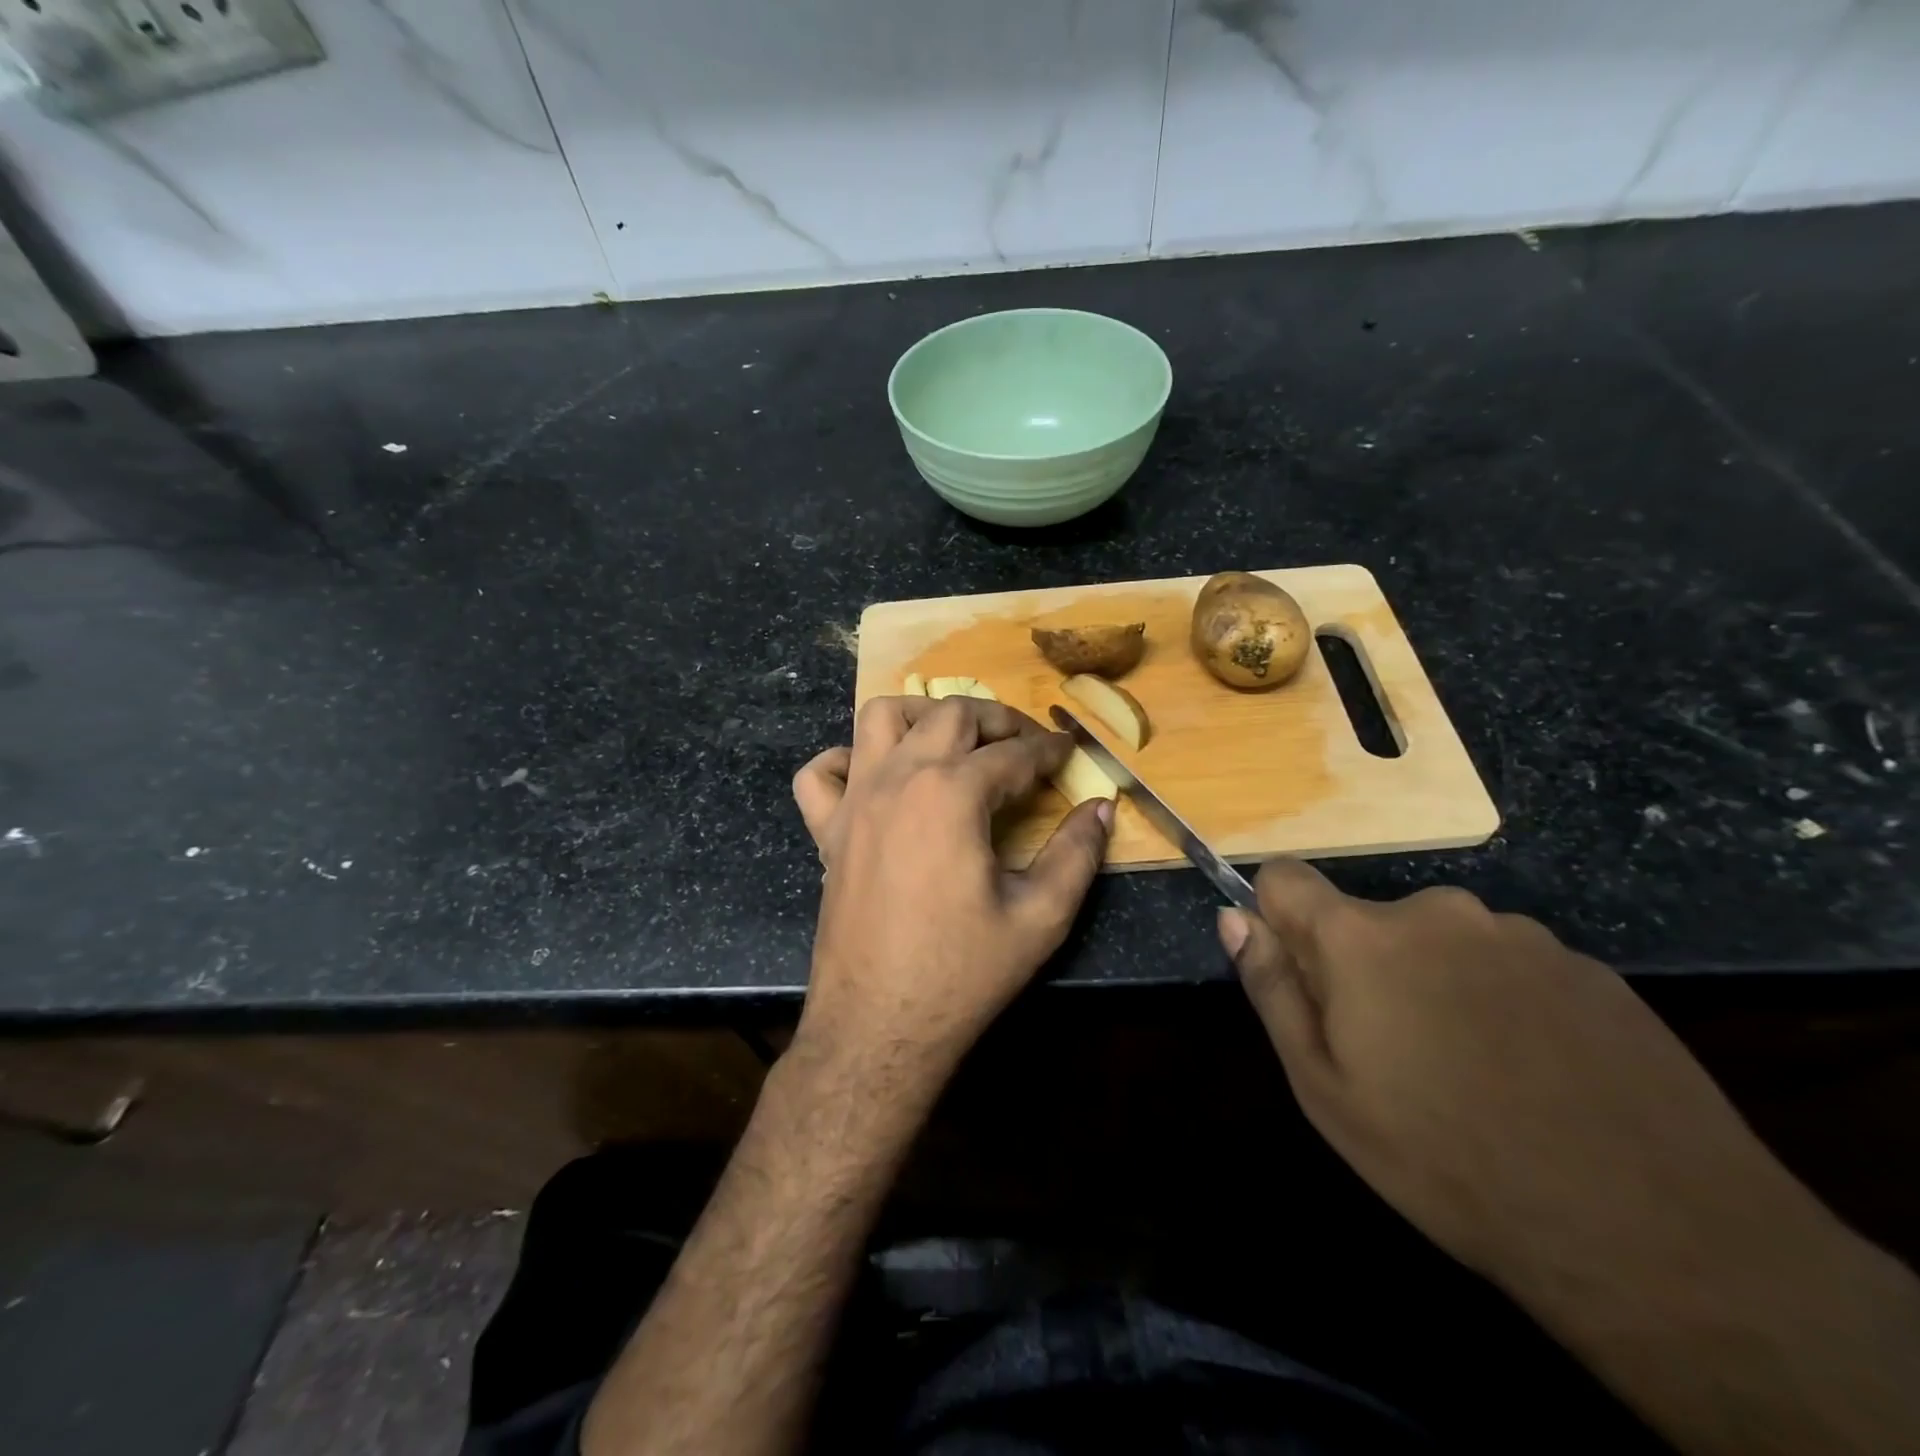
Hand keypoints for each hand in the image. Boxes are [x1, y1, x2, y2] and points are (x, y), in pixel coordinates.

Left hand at [790, 696, 1111, 1084]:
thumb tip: (1102, 808)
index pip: (1013, 753)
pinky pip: (821, 772)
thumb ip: (1077, 853)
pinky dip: (847, 760)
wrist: (880, 1025)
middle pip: (950, 714)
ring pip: (880, 718)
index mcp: (952, 792)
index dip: (1049, 750)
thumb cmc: (963, 972)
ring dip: (922, 716)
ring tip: (954, 741)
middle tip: (1026, 744)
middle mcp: (898, 778)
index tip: (1069, 752)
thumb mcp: (1041, 916)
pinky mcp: (826, 830)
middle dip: (997, 719)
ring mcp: (854, 800)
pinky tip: (877, 779)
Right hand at [1218, 862, 1843, 1302]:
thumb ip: (1272, 989)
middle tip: (1395, 1054)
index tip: (1302, 977)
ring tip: (1475, 1073)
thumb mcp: (1325, 1090)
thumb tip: (1234, 918)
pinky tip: (1539, 1076)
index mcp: (1363, 937)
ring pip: (1442, 943)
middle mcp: (1438, 913)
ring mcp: (1520, 935)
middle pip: (1367, 920)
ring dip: (1436, 984)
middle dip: (1364, 968)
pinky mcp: (1589, 968)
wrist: (1657, 1235)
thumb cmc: (1447, 1161)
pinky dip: (1503, 1002)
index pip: (1286, 878)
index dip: (1279, 919)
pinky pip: (1511, 967)